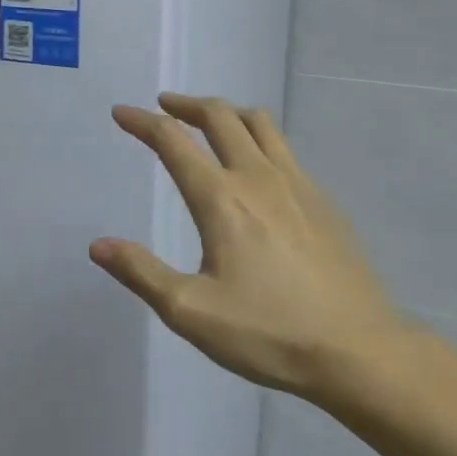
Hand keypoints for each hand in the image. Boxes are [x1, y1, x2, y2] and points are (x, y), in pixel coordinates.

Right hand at [90, 94, 410, 402]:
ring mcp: (298, 184)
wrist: (358, 350)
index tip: (122, 113)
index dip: (143, 123)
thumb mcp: (191, 312)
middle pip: (220, 116)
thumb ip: (142, 273)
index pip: (173, 141)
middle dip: (186, 105)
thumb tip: (98, 245)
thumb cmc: (268, 333)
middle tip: (165, 107)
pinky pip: (285, 149)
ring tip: (210, 122)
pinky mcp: (324, 201)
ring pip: (260, 124)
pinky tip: (257, 168)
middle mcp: (259, 177)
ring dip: (227, 113)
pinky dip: (258, 139)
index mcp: (221, 199)